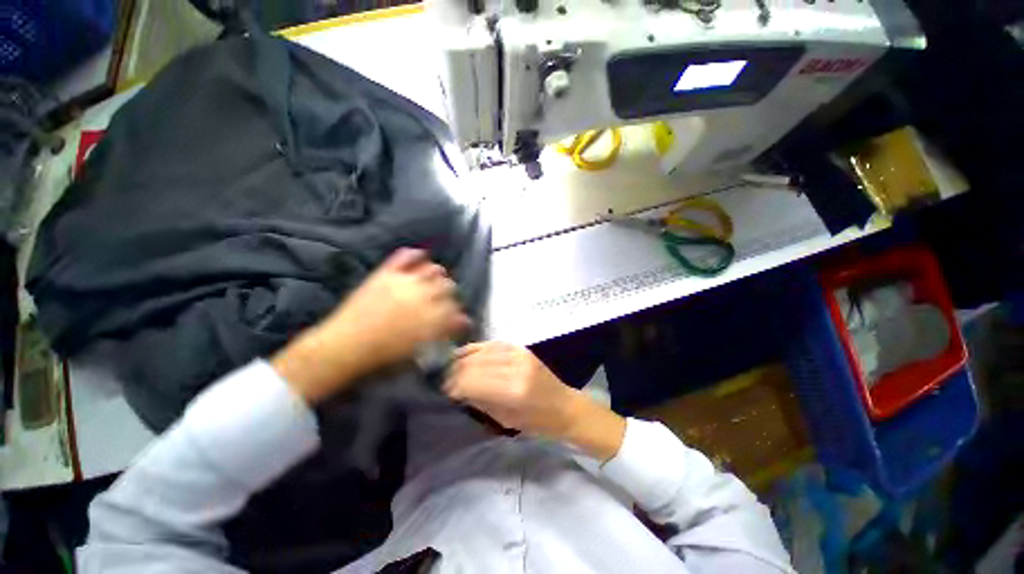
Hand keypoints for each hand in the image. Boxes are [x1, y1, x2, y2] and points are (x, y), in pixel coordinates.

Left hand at [273, 248, 469, 403]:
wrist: (344, 346)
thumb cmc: (383, 355)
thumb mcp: (419, 349)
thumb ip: (443, 332)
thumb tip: (462, 322)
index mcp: (432, 317)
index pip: (455, 307)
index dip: (457, 311)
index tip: (456, 315)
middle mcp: (423, 296)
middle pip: (448, 286)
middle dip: (451, 293)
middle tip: (446, 298)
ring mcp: (404, 283)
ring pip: (433, 270)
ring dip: (438, 274)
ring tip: (436, 277)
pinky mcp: (386, 274)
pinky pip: (404, 257)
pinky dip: (414, 254)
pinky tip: (420, 255)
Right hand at [444, 342, 625, 460]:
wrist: (565, 406)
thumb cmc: (538, 422)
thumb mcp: (506, 419)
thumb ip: (480, 401)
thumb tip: (458, 389)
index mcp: (513, 392)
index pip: (473, 382)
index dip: (455, 385)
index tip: (444, 389)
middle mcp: (516, 368)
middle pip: (476, 364)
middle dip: (456, 371)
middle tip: (444, 377)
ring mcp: (520, 355)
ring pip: (483, 351)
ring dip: (464, 357)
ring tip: (451, 364)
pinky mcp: (522, 349)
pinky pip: (495, 344)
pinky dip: (478, 348)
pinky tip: (467, 352)